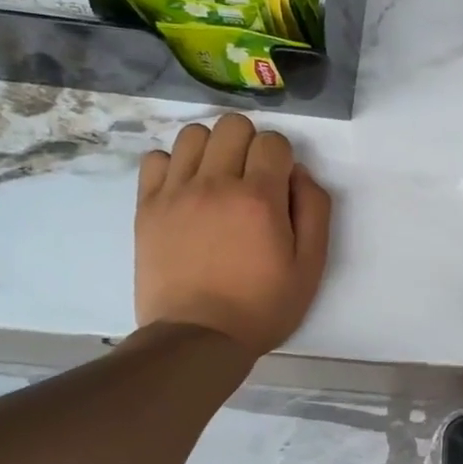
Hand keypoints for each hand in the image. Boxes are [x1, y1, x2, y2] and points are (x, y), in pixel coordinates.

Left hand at [135, 114, 332, 355]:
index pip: (273, 142)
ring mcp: (176, 193)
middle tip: (252, 179)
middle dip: (250, 144)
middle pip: (232, 126)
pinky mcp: (148, 207)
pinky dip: (174, 166)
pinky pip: (156, 159)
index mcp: (260, 199)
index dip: (283, 159)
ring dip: (213, 149)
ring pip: (193, 135)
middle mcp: (216, 184)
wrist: (199, 337)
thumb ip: (314, 211)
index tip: (281, 185)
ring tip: (218, 180)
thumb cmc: (263, 306)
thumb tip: (299, 174)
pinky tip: (187, 192)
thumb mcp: (311, 266)